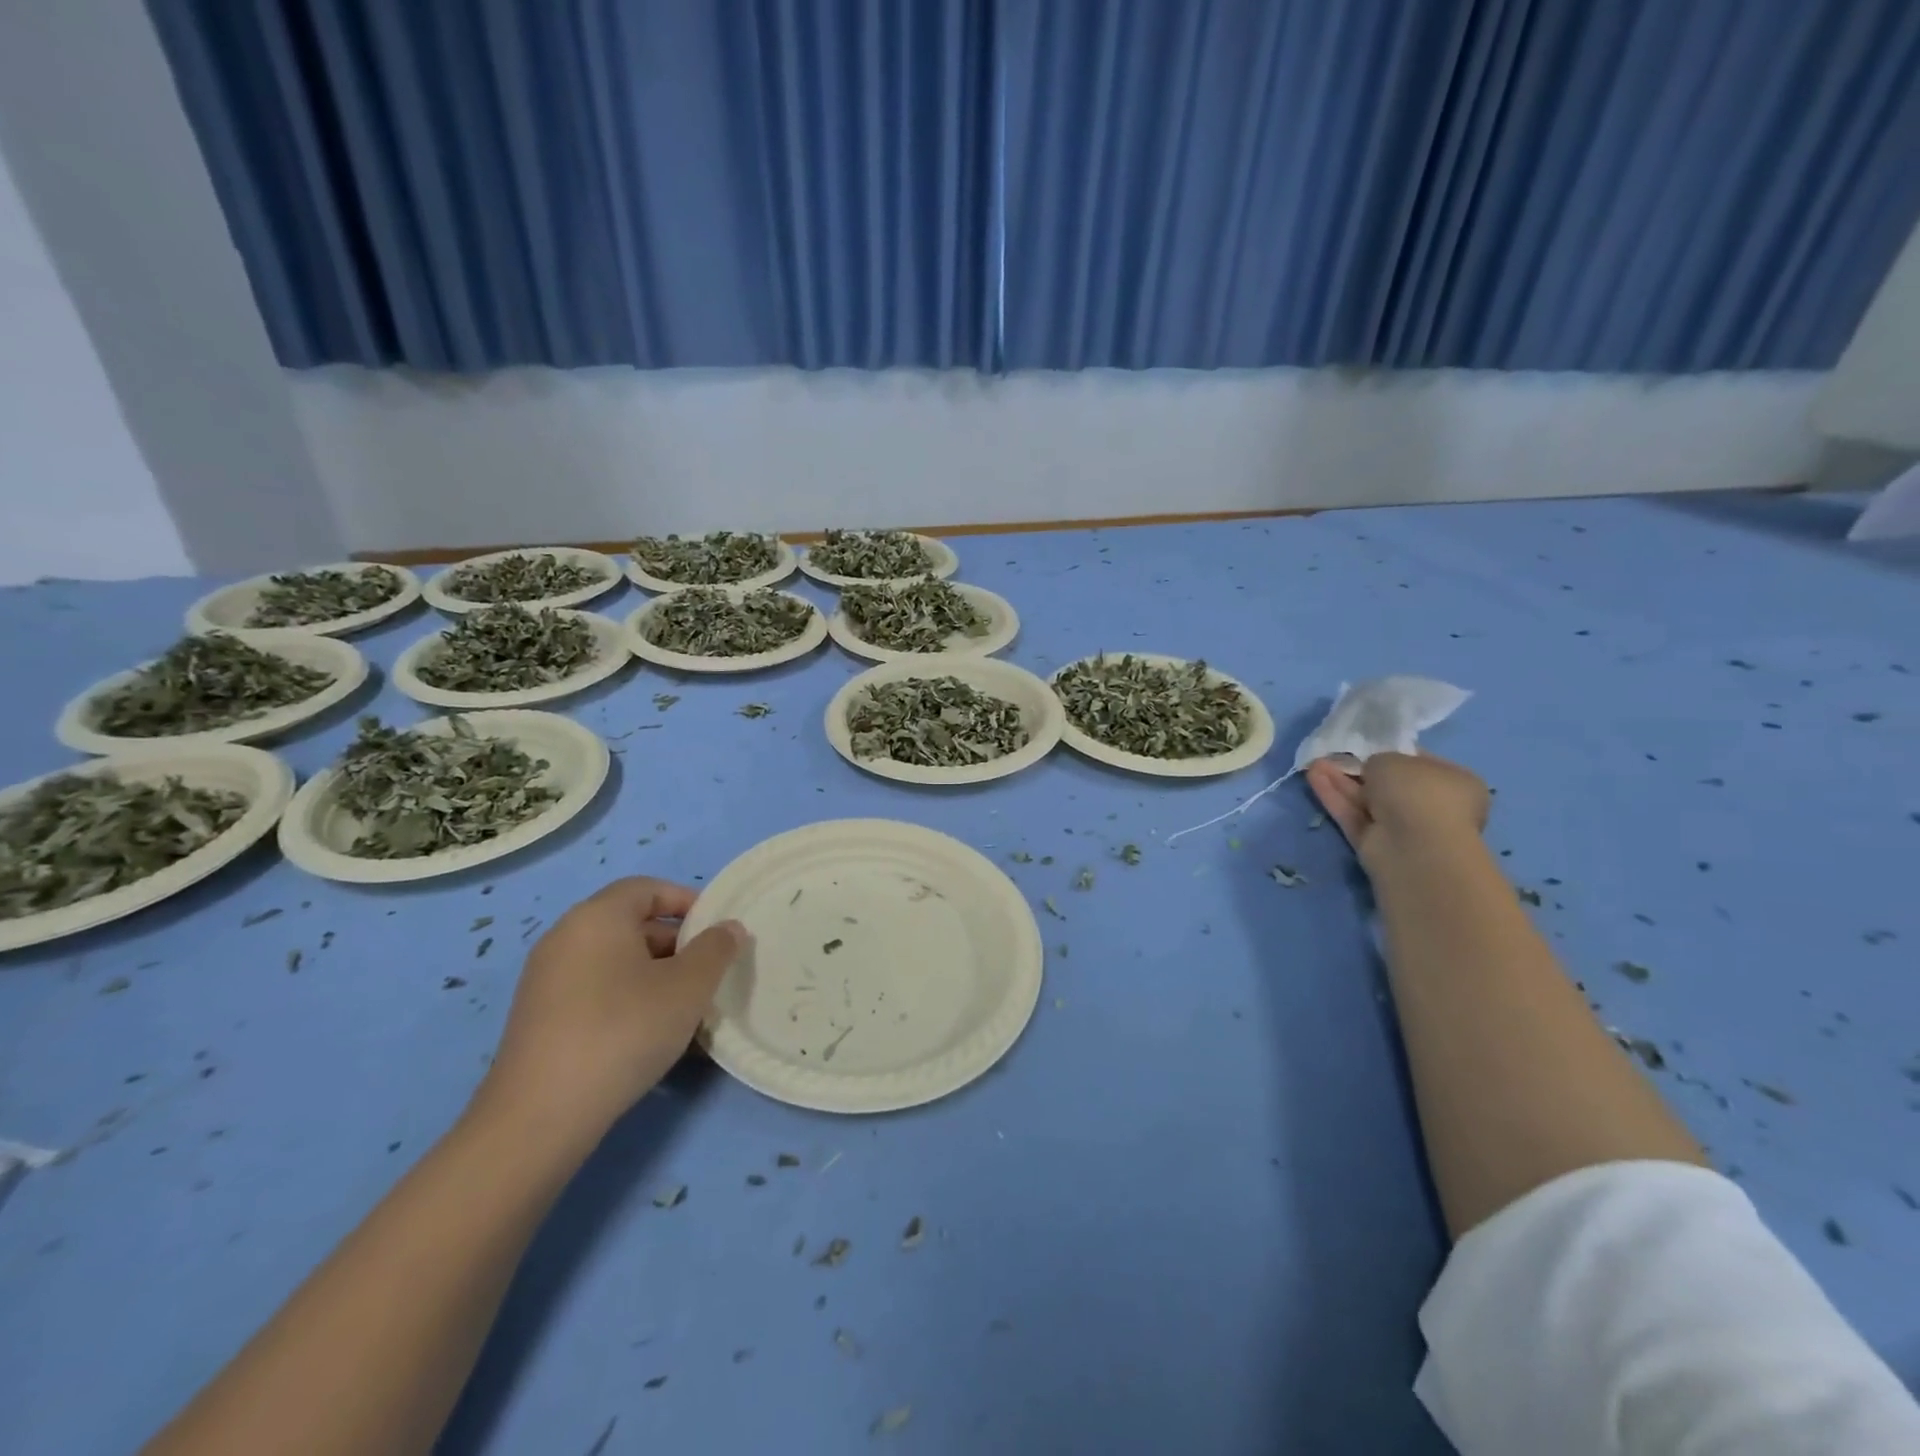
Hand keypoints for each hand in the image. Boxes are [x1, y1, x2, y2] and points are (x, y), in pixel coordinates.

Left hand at [474, 878, 746, 1148]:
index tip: (717, 929)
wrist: (540, 1116)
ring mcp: (546, 978)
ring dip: (654, 974)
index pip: (647, 888)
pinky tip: (648, 1034)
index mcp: (597, 917)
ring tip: (685, 1008)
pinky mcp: (538, 1017)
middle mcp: (565, 937)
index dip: (687, 900)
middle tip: (707, 972)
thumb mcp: (688, 987)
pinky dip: (626, 997)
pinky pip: (594, 989)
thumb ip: (716, 949)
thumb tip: (728, 928)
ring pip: (614, 960)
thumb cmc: (623, 1031)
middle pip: (630, 924)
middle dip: (675, 943)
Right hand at [1306, 751, 1489, 870]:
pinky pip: (1353, 816)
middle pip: (1387, 783)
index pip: (1418, 762)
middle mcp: (1432, 805)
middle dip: (1358, 769)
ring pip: (1366, 800)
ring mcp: (1403, 827)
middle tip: (1332, 755)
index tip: (1365, 746)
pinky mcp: (1376, 845)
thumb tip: (1371, 770)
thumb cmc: (1417, 792)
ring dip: (1340, 781)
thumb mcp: (1393, 759)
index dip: (1389, 752)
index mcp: (1454, 782)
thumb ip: (1378, 760)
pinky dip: (1334, 798)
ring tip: (1313, 763)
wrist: (1414, 847)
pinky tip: (1313, 778)